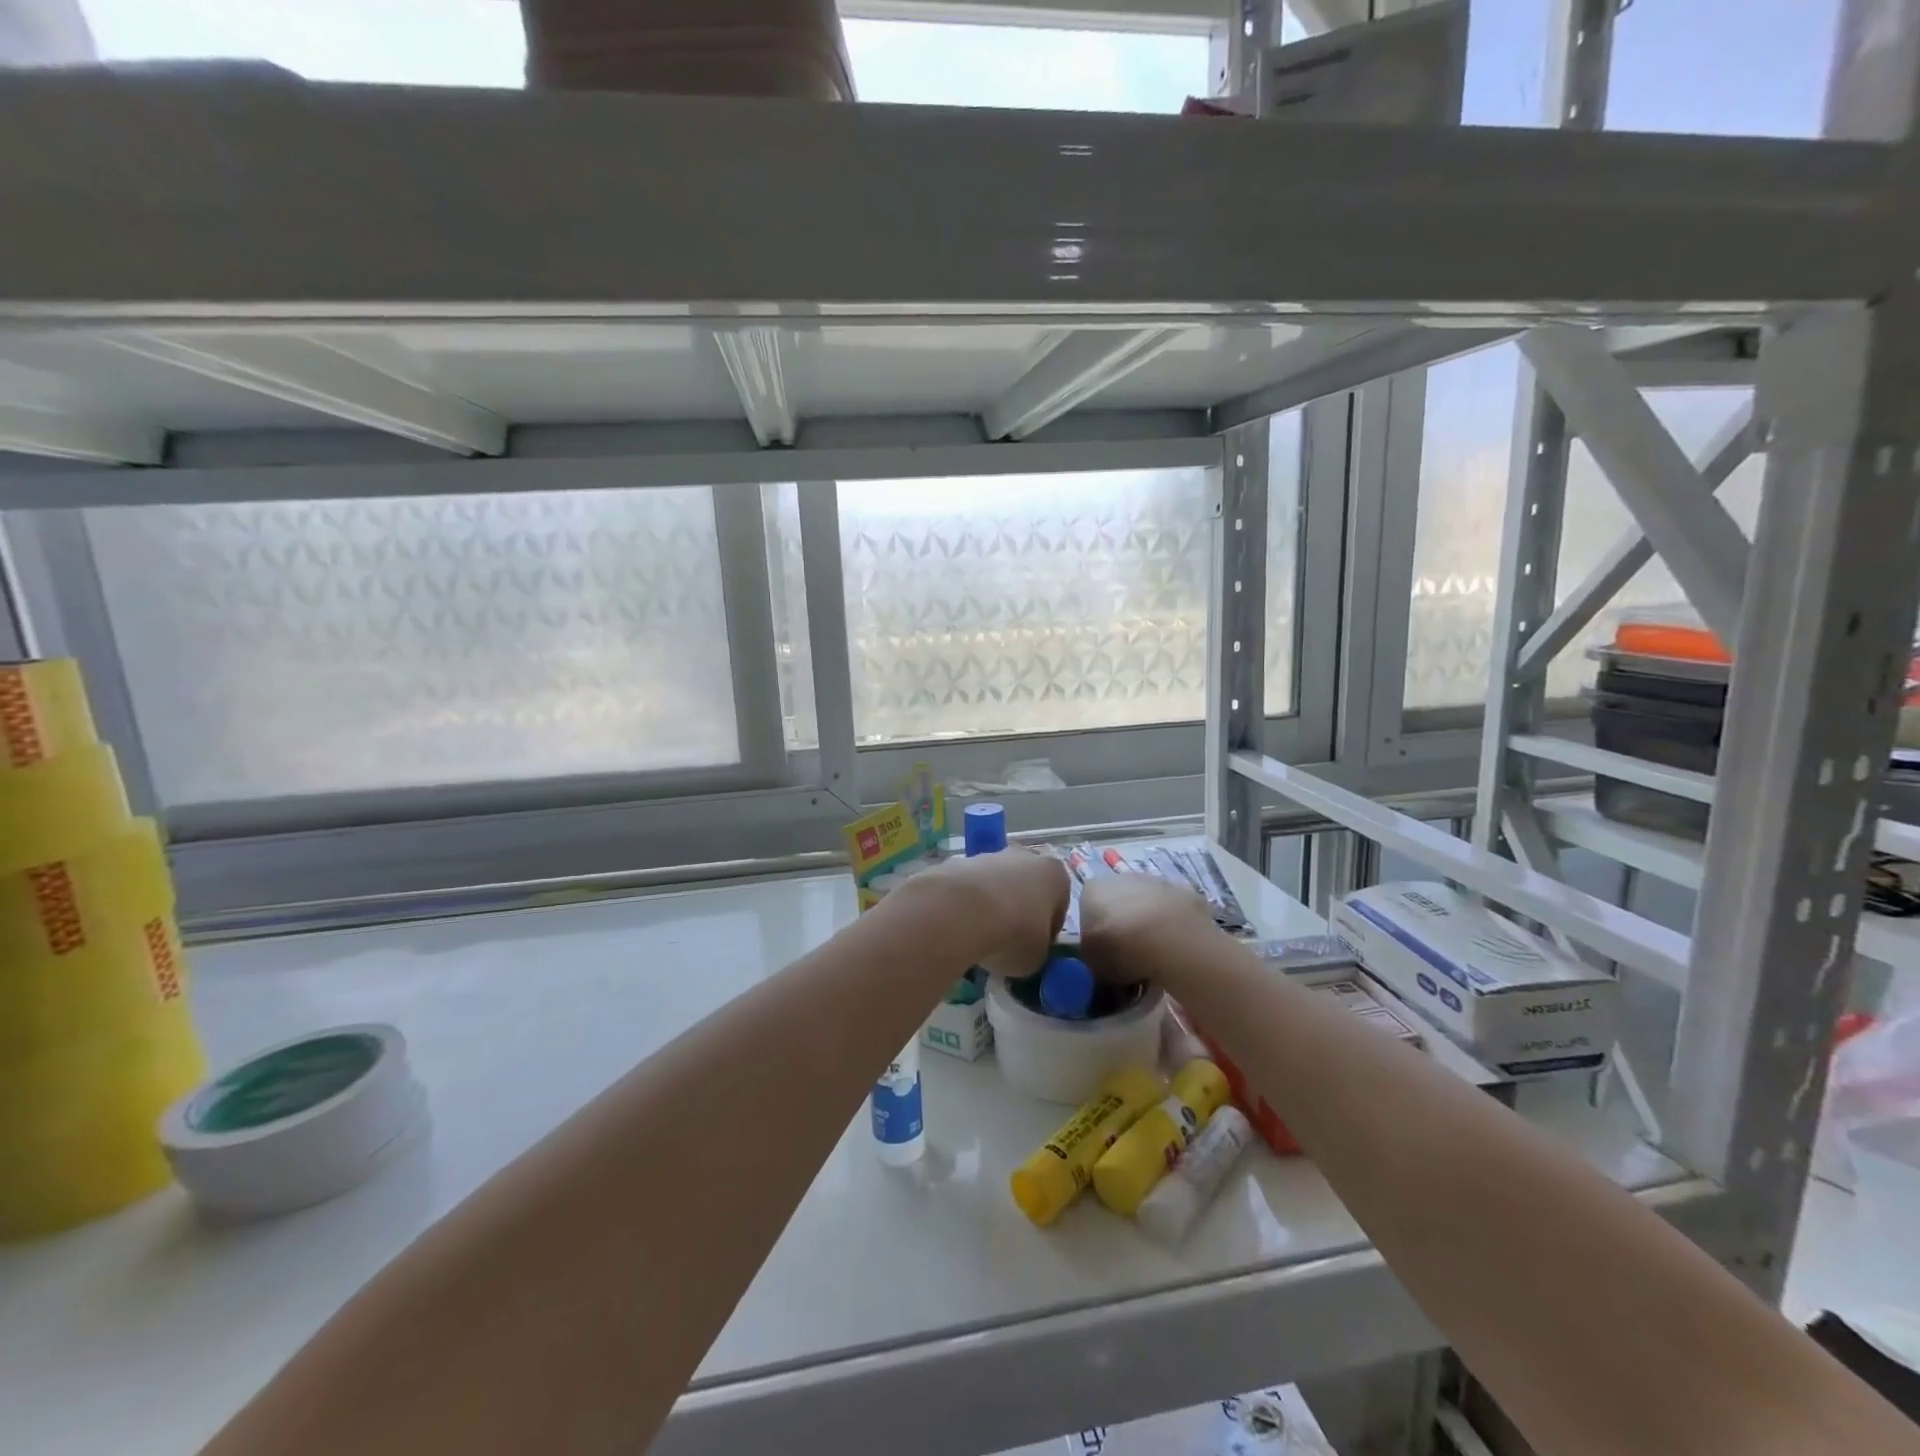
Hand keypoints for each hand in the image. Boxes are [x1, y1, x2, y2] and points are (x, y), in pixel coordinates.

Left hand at [898, 849, 1070, 978]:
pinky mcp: (959, 861)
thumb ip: (1038, 951)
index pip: (1059, 906)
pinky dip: (967, 904)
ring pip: (997, 885)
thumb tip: (1026, 951)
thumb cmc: (1014, 934)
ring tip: (980, 937)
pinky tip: (960, 926)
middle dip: (1019, 912)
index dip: (1048, 932)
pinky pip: (970, 888)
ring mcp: (991, 856)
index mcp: (1056, 876)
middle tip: (1007, 942)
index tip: (1035, 950)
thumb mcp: (1037, 958)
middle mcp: (1027, 857)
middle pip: (1027, 888)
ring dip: (992, 907)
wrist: (961, 912)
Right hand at [1077, 872, 1220, 985]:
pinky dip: (1173, 926)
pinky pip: (1173, 912)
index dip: (1096, 931)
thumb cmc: (1119, 948)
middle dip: (1123, 923)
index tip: (1104, 952)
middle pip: (1118, 901)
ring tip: (1156, 954)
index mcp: (1091, 891)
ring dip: (1149, 923)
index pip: (1087, 908)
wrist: (1169, 939)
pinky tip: (1177, 948)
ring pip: (1147, 904)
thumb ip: (1092, 955)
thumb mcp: (1092, 962)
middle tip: (1129, 954)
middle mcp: (1120, 878)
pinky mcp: (1184, 891)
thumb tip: (1098, 957)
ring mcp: (1155, 882)